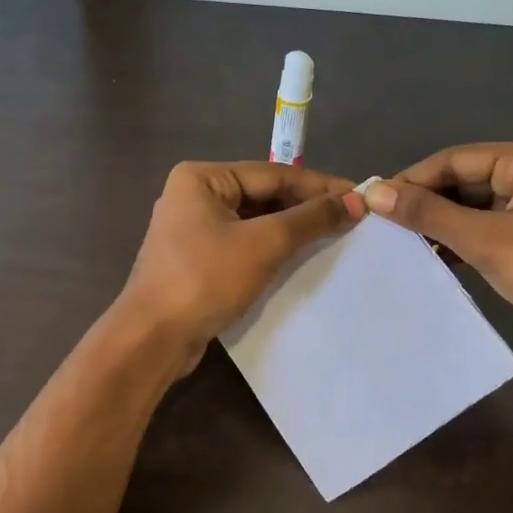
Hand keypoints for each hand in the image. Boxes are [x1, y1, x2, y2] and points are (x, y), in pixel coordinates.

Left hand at [118, 161, 364, 369]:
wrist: (152, 338)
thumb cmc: (205, 279)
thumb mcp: (263, 244)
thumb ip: (309, 219)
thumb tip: (355, 201)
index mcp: (201, 178)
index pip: (272, 174)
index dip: (319, 186)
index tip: (360, 195)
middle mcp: (193, 196)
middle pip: (262, 195)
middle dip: (305, 207)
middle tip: (351, 218)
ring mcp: (192, 230)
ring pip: (253, 221)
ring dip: (290, 229)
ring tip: (334, 236)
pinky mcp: (196, 260)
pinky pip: (242, 244)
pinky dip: (270, 249)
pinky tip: (299, 258)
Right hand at [364, 142, 512, 383]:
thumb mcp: (486, 240)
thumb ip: (429, 215)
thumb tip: (373, 194)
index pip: (455, 158)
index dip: (413, 179)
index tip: (373, 203)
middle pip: (464, 181)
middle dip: (426, 203)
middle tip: (383, 226)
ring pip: (473, 208)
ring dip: (440, 225)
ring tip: (400, 244)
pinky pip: (486, 230)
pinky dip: (460, 242)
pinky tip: (432, 258)